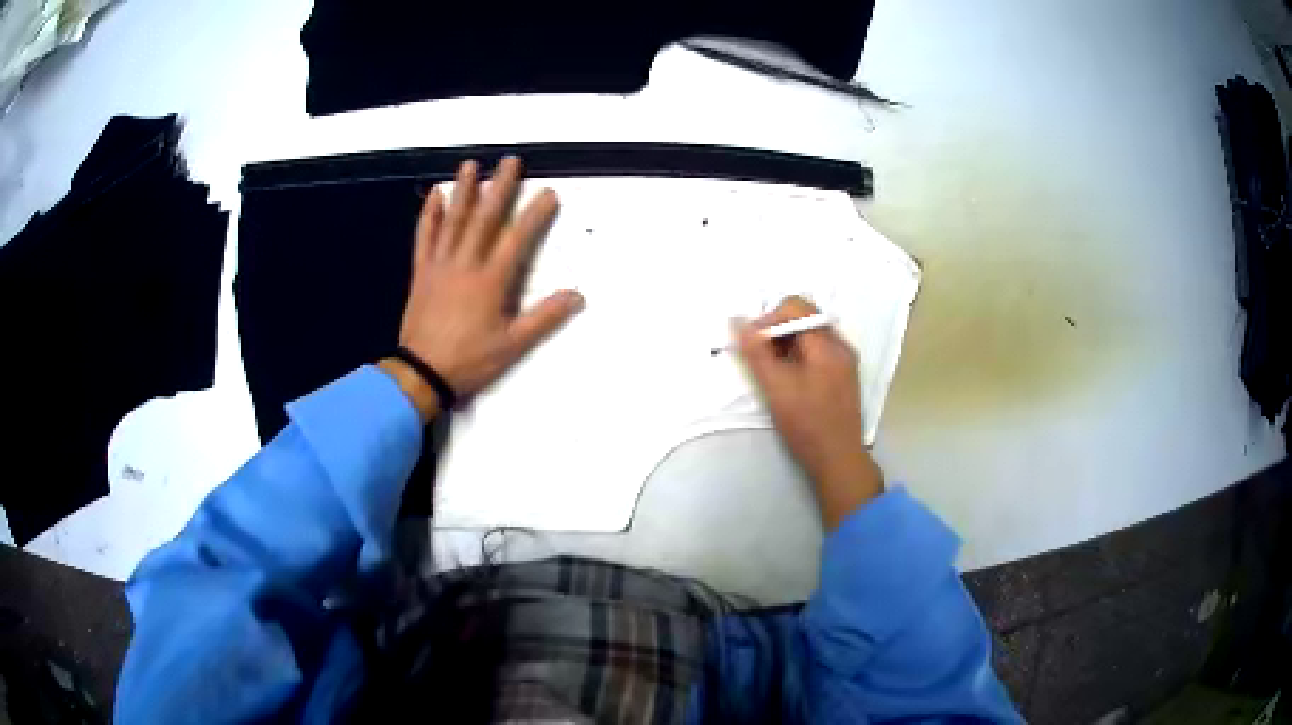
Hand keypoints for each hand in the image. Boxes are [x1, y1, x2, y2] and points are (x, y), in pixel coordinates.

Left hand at [381, 157, 584, 420]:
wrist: (423, 372)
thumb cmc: (470, 360)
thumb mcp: (513, 345)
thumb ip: (544, 317)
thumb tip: (577, 295)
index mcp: (491, 281)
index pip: (517, 238)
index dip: (535, 214)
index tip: (548, 192)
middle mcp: (465, 264)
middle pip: (485, 219)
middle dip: (500, 188)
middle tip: (511, 161)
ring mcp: (440, 265)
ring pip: (453, 221)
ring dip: (463, 191)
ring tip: (471, 165)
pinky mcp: (421, 272)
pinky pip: (425, 237)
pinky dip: (429, 215)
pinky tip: (434, 195)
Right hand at [734, 296, 882, 528]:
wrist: (838, 460)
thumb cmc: (806, 425)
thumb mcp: (775, 387)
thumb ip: (756, 352)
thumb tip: (738, 321)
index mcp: (828, 344)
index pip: (795, 307)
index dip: (769, 318)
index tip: (752, 344)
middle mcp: (841, 345)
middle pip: (805, 317)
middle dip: (777, 329)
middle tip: (760, 356)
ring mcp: (846, 360)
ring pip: (811, 334)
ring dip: (787, 343)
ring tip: (773, 370)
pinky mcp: (844, 375)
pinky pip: (819, 350)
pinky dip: (800, 355)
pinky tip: (790, 379)